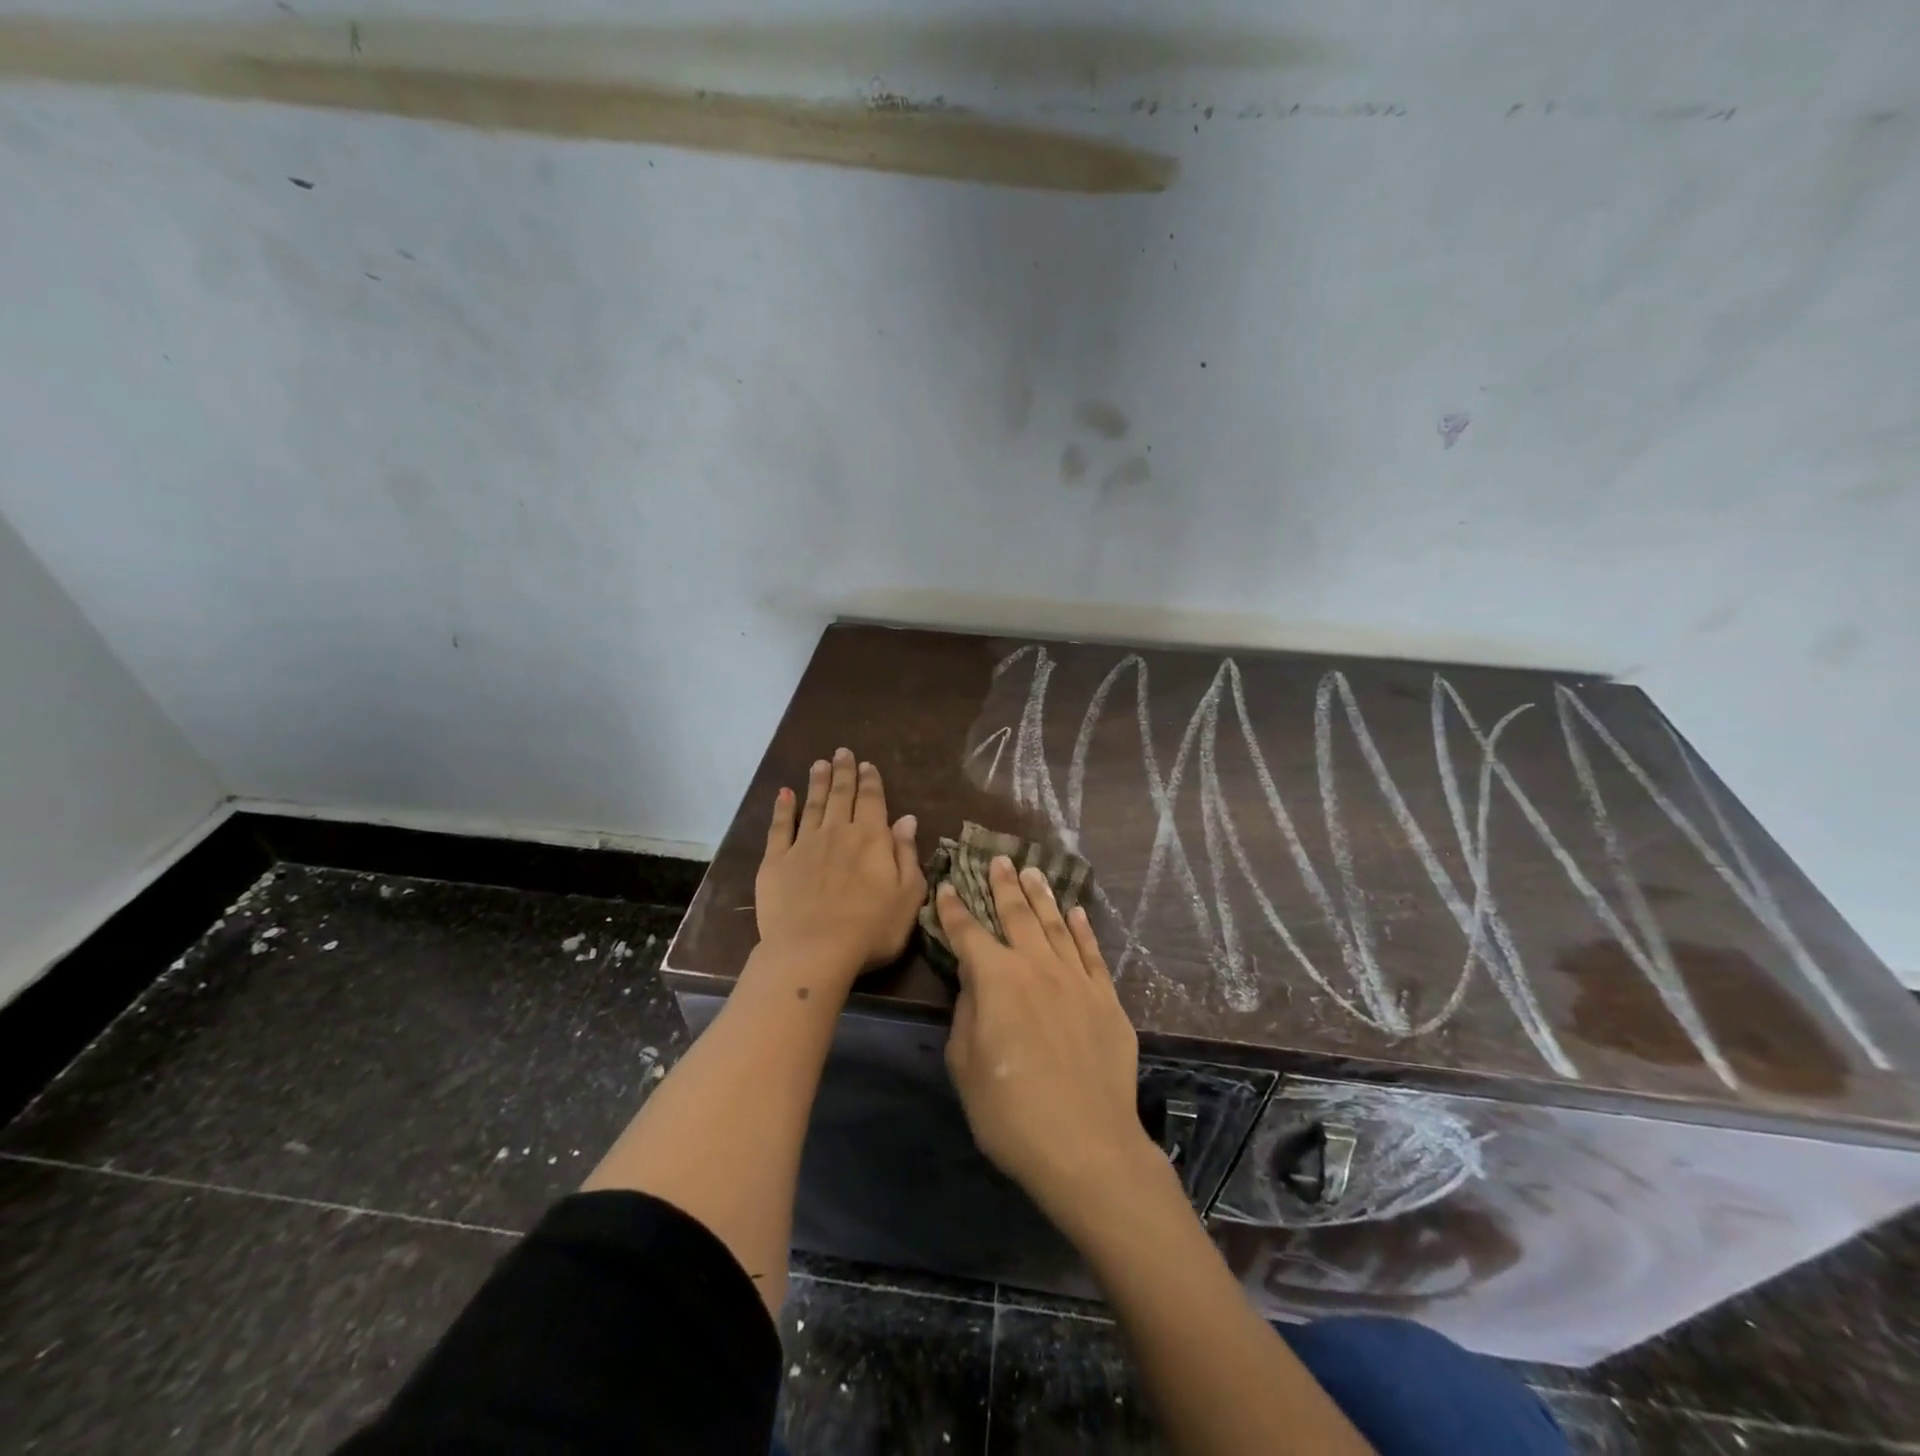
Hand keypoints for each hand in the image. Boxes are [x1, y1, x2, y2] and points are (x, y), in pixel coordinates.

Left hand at [756, 748, 924, 983]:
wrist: (813, 951)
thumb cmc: (871, 929)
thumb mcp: (908, 895)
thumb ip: (908, 854)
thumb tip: (907, 819)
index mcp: (871, 838)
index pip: (873, 800)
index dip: (871, 781)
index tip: (867, 765)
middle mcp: (837, 832)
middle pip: (841, 794)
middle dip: (843, 772)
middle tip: (842, 752)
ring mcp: (804, 844)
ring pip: (812, 804)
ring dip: (816, 782)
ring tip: (818, 763)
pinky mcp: (776, 861)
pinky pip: (779, 827)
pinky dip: (782, 808)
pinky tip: (784, 794)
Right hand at [938, 858, 1154, 1222]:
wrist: (1086, 1145)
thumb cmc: (1011, 1111)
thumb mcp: (966, 1065)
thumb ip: (966, 1013)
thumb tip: (974, 983)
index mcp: (996, 978)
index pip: (968, 933)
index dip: (953, 909)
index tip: (946, 886)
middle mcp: (1037, 966)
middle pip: (1017, 914)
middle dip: (1003, 885)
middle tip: (998, 859)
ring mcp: (1076, 979)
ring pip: (1056, 924)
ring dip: (1042, 896)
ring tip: (1033, 871)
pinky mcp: (1106, 999)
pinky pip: (1092, 952)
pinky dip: (1083, 929)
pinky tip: (1077, 912)